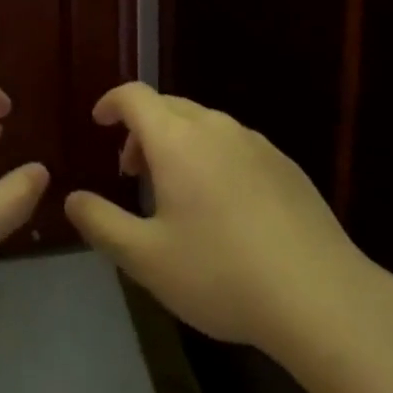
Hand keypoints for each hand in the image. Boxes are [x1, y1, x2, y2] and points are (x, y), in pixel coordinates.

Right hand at [64, 83, 375, 354]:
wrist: (320, 295)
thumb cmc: (221, 273)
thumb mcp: (146, 259)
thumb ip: (101, 223)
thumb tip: (72, 198)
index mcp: (176, 140)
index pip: (135, 96)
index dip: (112, 103)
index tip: (99, 122)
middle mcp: (215, 127)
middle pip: (168, 107)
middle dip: (142, 129)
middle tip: (133, 172)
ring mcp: (255, 143)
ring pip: (203, 125)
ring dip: (178, 144)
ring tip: (176, 193)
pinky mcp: (284, 164)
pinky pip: (235, 145)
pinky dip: (212, 157)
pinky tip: (224, 207)